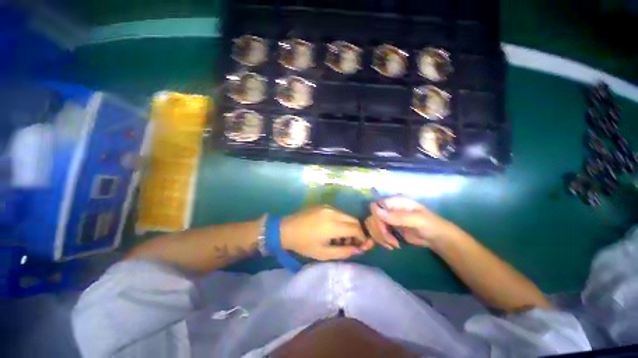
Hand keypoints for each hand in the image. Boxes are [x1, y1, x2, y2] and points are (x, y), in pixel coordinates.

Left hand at [281, 206, 374, 259]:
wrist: (286, 229)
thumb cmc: (304, 244)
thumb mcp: (323, 253)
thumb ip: (343, 252)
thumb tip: (358, 249)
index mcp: (333, 225)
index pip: (356, 229)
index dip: (362, 238)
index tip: (361, 246)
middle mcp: (333, 212)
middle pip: (354, 220)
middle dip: (357, 232)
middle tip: (352, 243)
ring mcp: (328, 207)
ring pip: (346, 215)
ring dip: (348, 226)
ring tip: (340, 238)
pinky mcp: (323, 205)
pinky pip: (338, 212)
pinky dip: (341, 221)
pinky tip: (332, 229)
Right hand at [366, 196, 458, 248]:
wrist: (436, 238)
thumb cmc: (430, 224)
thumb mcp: (417, 220)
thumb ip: (398, 216)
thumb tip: (377, 212)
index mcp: (394, 202)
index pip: (375, 206)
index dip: (376, 217)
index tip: (385, 228)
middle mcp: (388, 209)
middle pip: (372, 218)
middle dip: (379, 231)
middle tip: (392, 241)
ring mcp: (387, 219)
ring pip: (372, 227)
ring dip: (380, 238)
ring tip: (394, 245)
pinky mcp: (387, 229)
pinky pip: (376, 233)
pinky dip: (380, 241)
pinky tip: (390, 246)